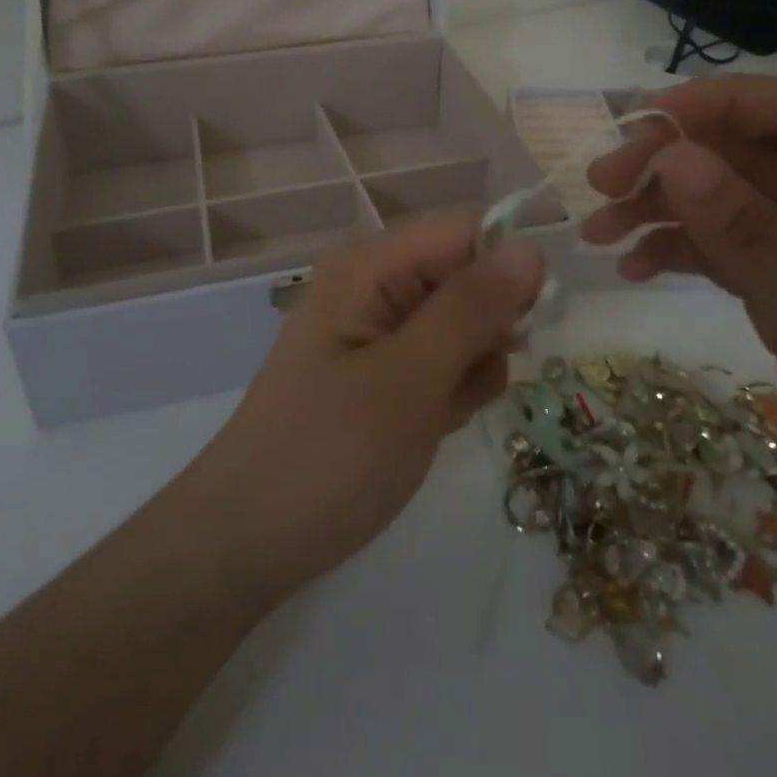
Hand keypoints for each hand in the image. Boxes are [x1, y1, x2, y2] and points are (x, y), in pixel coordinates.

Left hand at [180, 214, 543, 603]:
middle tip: (464, 384)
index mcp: (370, 266)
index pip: (464, 232)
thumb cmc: (327, 457)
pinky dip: (450, 392)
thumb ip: (470, 310)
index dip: (503, 272)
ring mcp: (376, 330)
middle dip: (484, 330)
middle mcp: (373, 285)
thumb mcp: (408, 380)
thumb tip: (531, 249)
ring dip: (471, 367)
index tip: (519, 330)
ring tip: (440, 414)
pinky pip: (441, 361)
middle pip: (465, 277)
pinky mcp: (381, 371)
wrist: (245, 544)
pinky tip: (430, 427)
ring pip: (462, 324)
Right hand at [582, 77, 776, 615]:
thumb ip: (749, 234)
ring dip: (662, 210)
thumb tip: (671, 156)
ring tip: (598, 232)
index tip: (640, 119)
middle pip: (750, 155)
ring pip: (728, 201)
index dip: (719, 104)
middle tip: (600, 184)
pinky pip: (726, 250)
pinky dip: (679, 253)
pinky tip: (633, 267)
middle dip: (673, 164)